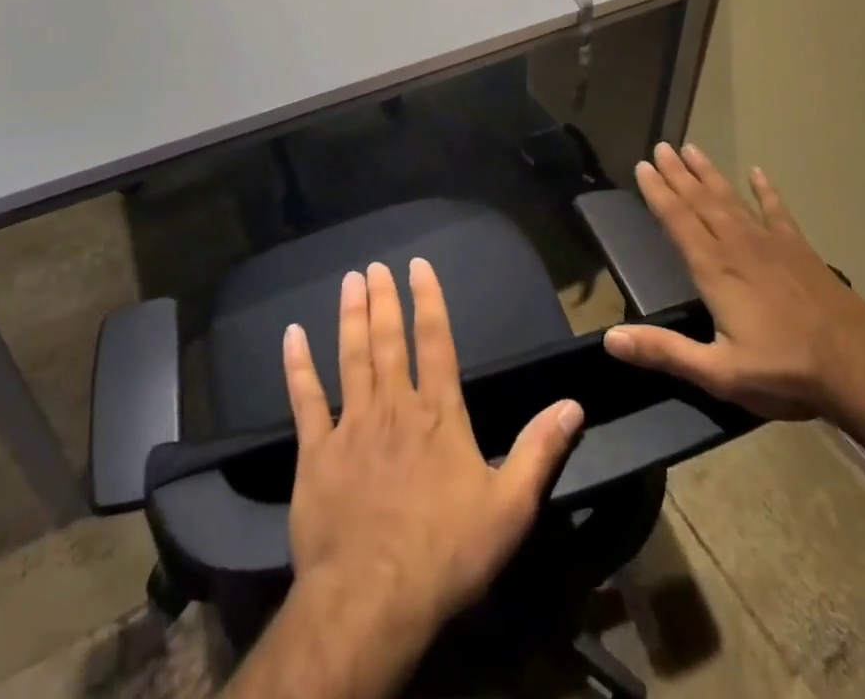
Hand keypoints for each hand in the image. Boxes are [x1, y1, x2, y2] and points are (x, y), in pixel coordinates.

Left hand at [283, 259, 584, 653]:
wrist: (373, 599)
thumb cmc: (446, 553)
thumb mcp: (510, 508)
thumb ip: (539, 451)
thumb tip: (573, 404)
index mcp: (438, 414)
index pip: (436, 341)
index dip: (428, 299)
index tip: (418, 265)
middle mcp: (394, 406)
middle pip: (388, 341)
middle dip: (383, 299)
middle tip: (374, 265)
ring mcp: (351, 425)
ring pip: (351, 357)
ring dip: (350, 317)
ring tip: (349, 281)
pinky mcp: (316, 452)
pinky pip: (305, 399)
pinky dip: (298, 365)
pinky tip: (291, 335)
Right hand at [603, 142, 864, 419]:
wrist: (859, 369)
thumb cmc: (784, 371)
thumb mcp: (719, 372)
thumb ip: (665, 351)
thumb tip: (611, 339)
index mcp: (714, 269)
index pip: (677, 220)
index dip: (658, 192)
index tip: (642, 166)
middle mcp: (738, 246)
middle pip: (701, 201)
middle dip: (678, 173)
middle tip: (661, 147)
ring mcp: (772, 244)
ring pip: (732, 198)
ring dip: (710, 173)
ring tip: (692, 149)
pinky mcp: (800, 249)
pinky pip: (777, 211)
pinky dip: (766, 190)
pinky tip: (757, 172)